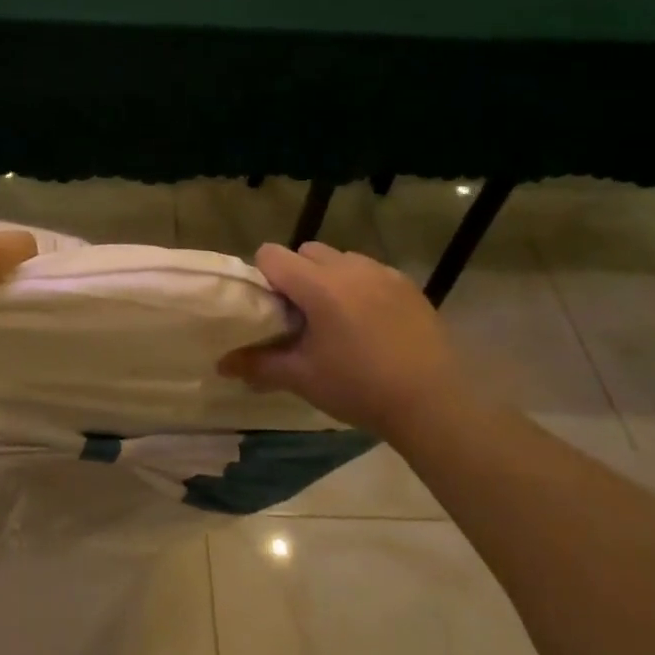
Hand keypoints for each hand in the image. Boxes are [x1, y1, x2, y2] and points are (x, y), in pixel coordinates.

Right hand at [219, 242, 465, 437]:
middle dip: (297, 275)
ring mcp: (382, 273)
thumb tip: (220, 364)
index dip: (263, 277)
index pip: (272, 255)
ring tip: (338, 318)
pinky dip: (361, 287)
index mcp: (318, 286)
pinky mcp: (408, 285)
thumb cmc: (359, 387)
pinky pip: (372, 272)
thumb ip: (259, 364)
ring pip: (341, 259)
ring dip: (330, 278)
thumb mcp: (303, 378)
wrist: (433, 403)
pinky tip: (371, 324)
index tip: (271, 308)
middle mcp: (348, 268)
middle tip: (302, 315)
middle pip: (306, 251)